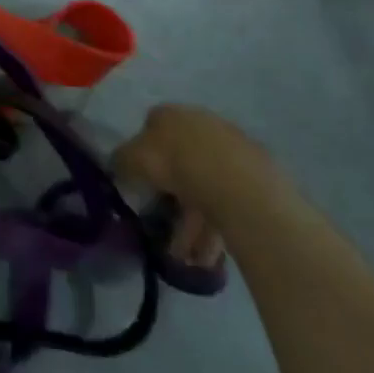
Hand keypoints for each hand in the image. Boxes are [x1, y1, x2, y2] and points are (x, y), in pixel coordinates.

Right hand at [112, 105, 272, 270]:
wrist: (238, 185)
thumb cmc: (176, 164)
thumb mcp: (132, 160)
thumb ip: (120, 161)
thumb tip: (117, 166)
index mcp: (171, 114)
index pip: (151, 126)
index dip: (142, 154)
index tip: (139, 181)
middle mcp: (201, 125)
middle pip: (180, 163)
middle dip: (170, 199)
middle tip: (163, 228)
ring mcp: (232, 151)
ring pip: (205, 189)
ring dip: (193, 225)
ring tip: (188, 258)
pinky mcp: (256, 178)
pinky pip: (227, 204)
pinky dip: (215, 228)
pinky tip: (208, 255)